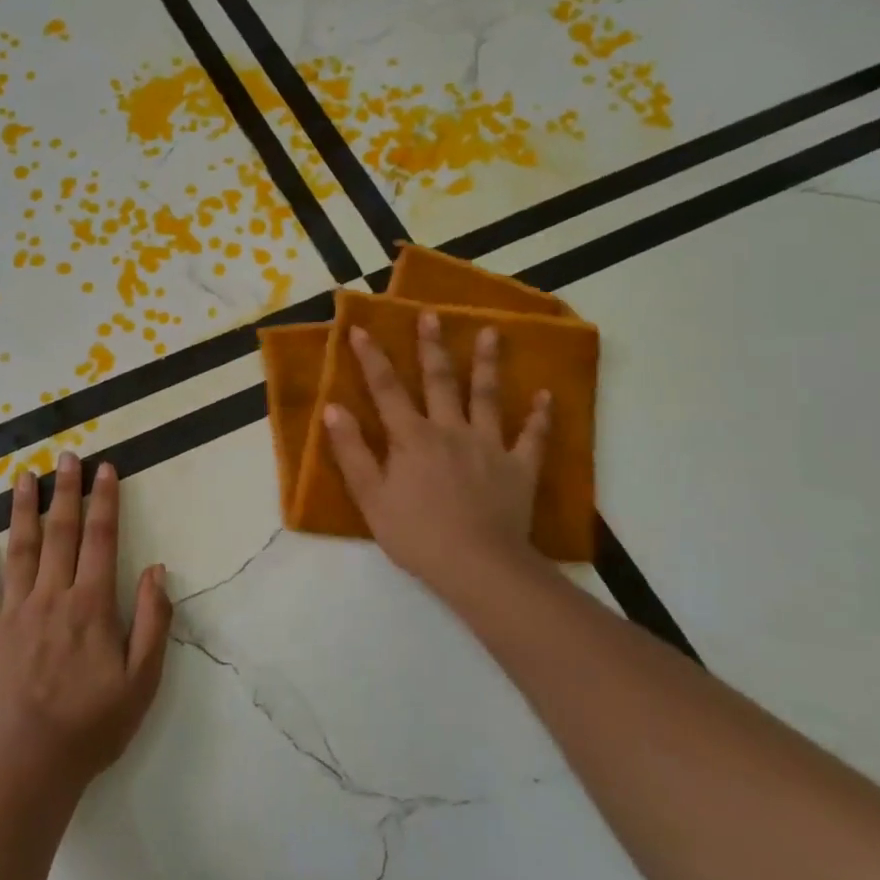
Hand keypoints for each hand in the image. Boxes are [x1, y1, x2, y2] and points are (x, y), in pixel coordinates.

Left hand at [0, 453, 171, 796]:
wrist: (31, 765)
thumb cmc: (94, 724)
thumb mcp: (144, 679)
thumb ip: (153, 621)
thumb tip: (157, 570)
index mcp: (91, 606)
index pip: (101, 540)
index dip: (105, 501)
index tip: (105, 468)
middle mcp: (51, 597)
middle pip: (60, 533)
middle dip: (65, 491)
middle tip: (66, 455)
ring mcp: (13, 614)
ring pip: (18, 550)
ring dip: (22, 510)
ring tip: (23, 476)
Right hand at [323, 311, 551, 601]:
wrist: (477, 565)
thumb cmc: (415, 534)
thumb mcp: (370, 497)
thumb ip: (352, 451)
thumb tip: (333, 408)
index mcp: (411, 437)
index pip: (386, 389)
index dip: (371, 358)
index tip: (360, 328)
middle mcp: (450, 430)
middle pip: (440, 381)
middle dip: (432, 346)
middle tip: (432, 314)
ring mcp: (489, 446)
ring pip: (487, 397)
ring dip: (488, 364)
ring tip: (492, 332)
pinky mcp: (519, 468)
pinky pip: (533, 437)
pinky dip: (540, 416)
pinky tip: (546, 395)